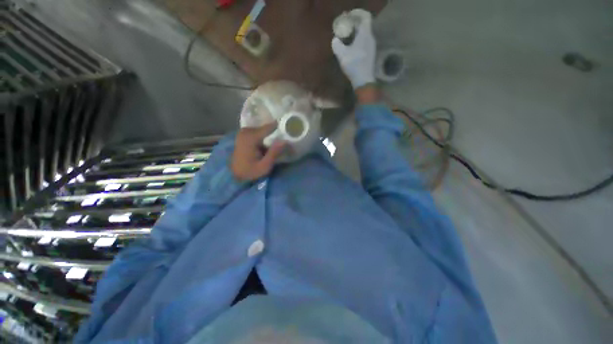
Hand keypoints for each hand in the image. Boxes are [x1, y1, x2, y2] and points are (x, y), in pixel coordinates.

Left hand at [231, 124, 285, 180]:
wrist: (234, 175)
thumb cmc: (250, 172)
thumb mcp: (264, 166)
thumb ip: (274, 153)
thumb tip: (285, 141)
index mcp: (251, 137)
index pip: (269, 127)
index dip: (280, 127)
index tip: (290, 128)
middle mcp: (246, 131)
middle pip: (266, 127)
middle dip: (275, 132)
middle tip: (285, 137)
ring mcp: (243, 133)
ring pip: (262, 129)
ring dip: (270, 134)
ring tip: (277, 142)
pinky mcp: (243, 136)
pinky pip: (257, 132)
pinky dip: (264, 136)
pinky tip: (267, 144)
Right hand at [331, 9, 375, 88]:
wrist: (363, 80)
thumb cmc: (354, 65)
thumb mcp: (342, 54)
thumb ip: (337, 45)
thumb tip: (335, 40)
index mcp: (365, 34)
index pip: (365, 16)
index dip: (357, 13)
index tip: (349, 15)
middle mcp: (370, 38)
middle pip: (364, 25)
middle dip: (354, 23)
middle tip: (345, 26)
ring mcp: (371, 47)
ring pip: (364, 34)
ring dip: (356, 33)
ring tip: (346, 37)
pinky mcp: (370, 54)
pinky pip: (364, 42)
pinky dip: (358, 40)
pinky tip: (351, 48)